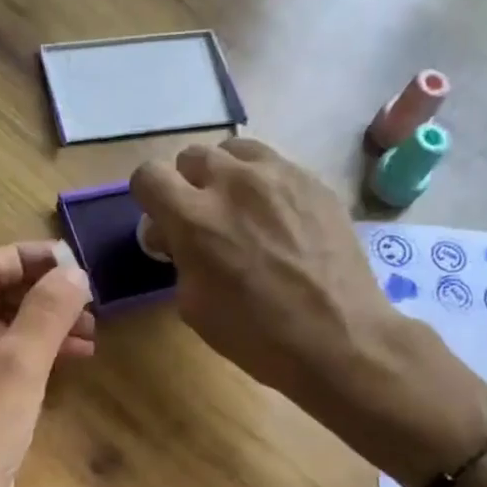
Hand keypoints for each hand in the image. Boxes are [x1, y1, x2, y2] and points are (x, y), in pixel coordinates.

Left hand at [0, 242, 94, 486]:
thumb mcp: (20, 364)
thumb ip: (48, 311)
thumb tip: (75, 272)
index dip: (31, 258)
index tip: (76, 266)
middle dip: (44, 295)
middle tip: (90, 303)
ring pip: (5, 331)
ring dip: (46, 326)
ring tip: (92, 332)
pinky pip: (7, 363)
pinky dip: (38, 356)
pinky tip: (74, 360)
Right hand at [131, 138, 486, 484]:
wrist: (338, 336)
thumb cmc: (256, 334)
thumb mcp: (194, 305)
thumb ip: (179, 258)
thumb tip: (176, 237)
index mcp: (194, 218)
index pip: (148, 175)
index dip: (149, 198)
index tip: (162, 223)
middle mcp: (233, 182)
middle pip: (191, 156)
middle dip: (187, 185)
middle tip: (201, 220)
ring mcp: (279, 174)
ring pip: (235, 150)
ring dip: (226, 175)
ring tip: (239, 210)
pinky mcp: (313, 180)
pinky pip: (274, 165)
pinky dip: (263, 184)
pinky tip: (277, 220)